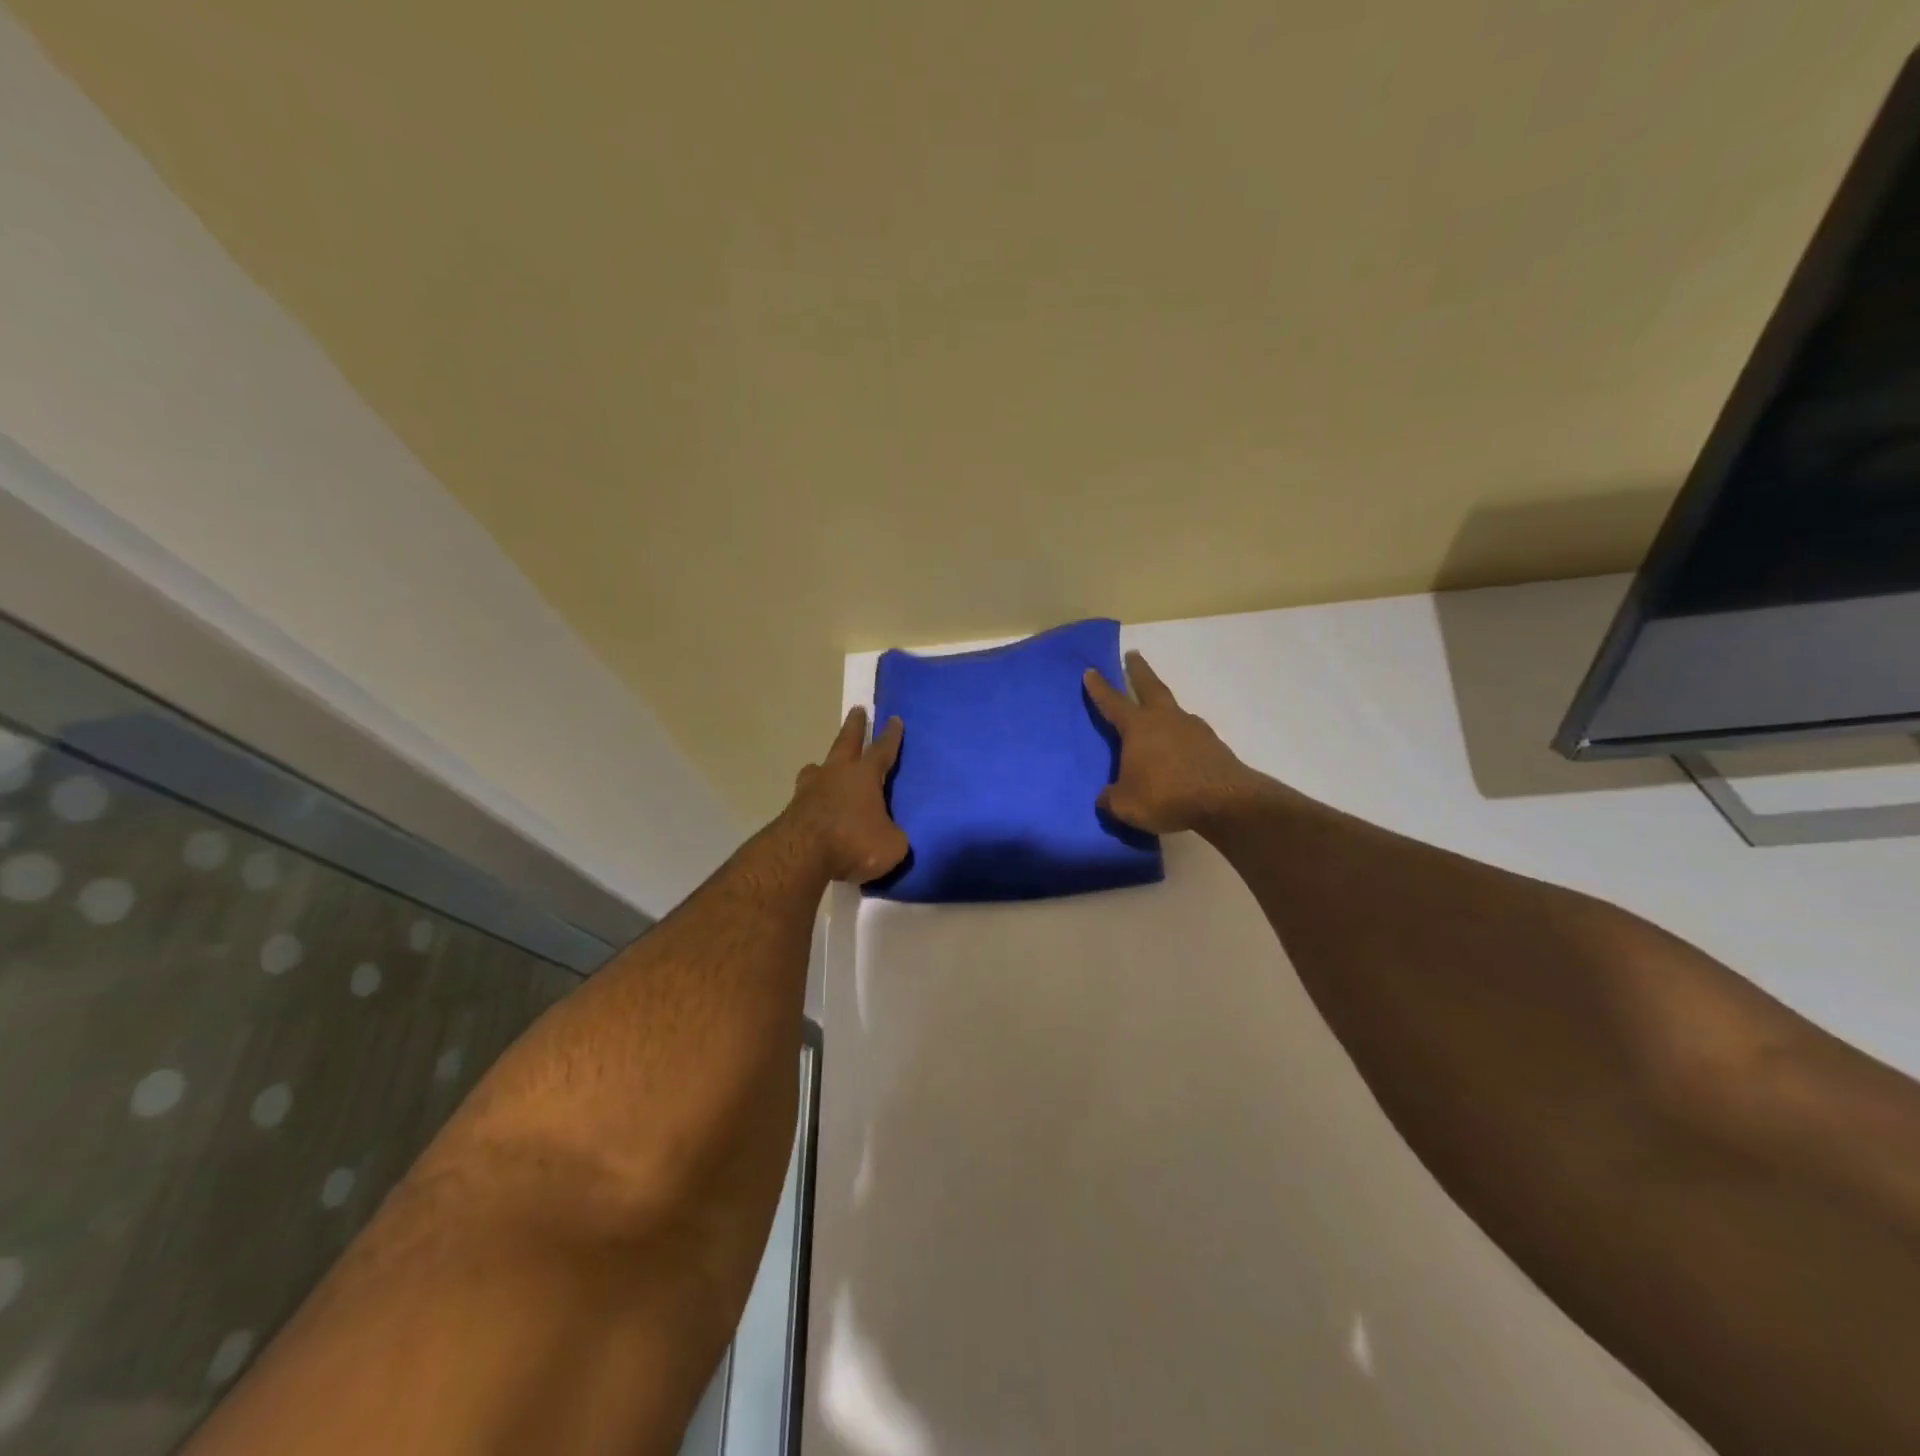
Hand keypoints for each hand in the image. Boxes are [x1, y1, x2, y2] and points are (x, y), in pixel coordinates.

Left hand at [783, 706, 910, 882]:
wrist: (801, 854)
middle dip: (854, 726)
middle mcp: (836, 773)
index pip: (882, 750)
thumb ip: (893, 835)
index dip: (890, 736)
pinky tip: (814, 806)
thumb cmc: (853, 842)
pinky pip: (806, 797)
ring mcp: (810, 789)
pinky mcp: (792, 809)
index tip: (894, 719)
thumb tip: (889, 834)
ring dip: (823, 764)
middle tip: (857, 710)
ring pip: (818, 768)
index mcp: (865, 776)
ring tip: (823, 765)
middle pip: (846, 742)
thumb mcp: (891, 845)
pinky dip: (812, 798)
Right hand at [1084, 652, 1269, 833]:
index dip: (1099, 688)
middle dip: (1139, 670)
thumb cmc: (1166, 796)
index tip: (1091, 670)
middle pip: (1150, 686)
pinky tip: (1179, 751)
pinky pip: (1190, 736)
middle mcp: (1166, 719)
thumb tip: (1105, 797)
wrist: (1225, 801)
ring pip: (1173, 710)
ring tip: (1157, 716)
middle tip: (1133, 654)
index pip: (1113, 702)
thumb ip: (1111, 798)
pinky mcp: (1213, 745)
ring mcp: (1193, 729)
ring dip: (1163, 706)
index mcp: (1138, 727)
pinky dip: (1181, 738)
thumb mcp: (1126, 804)